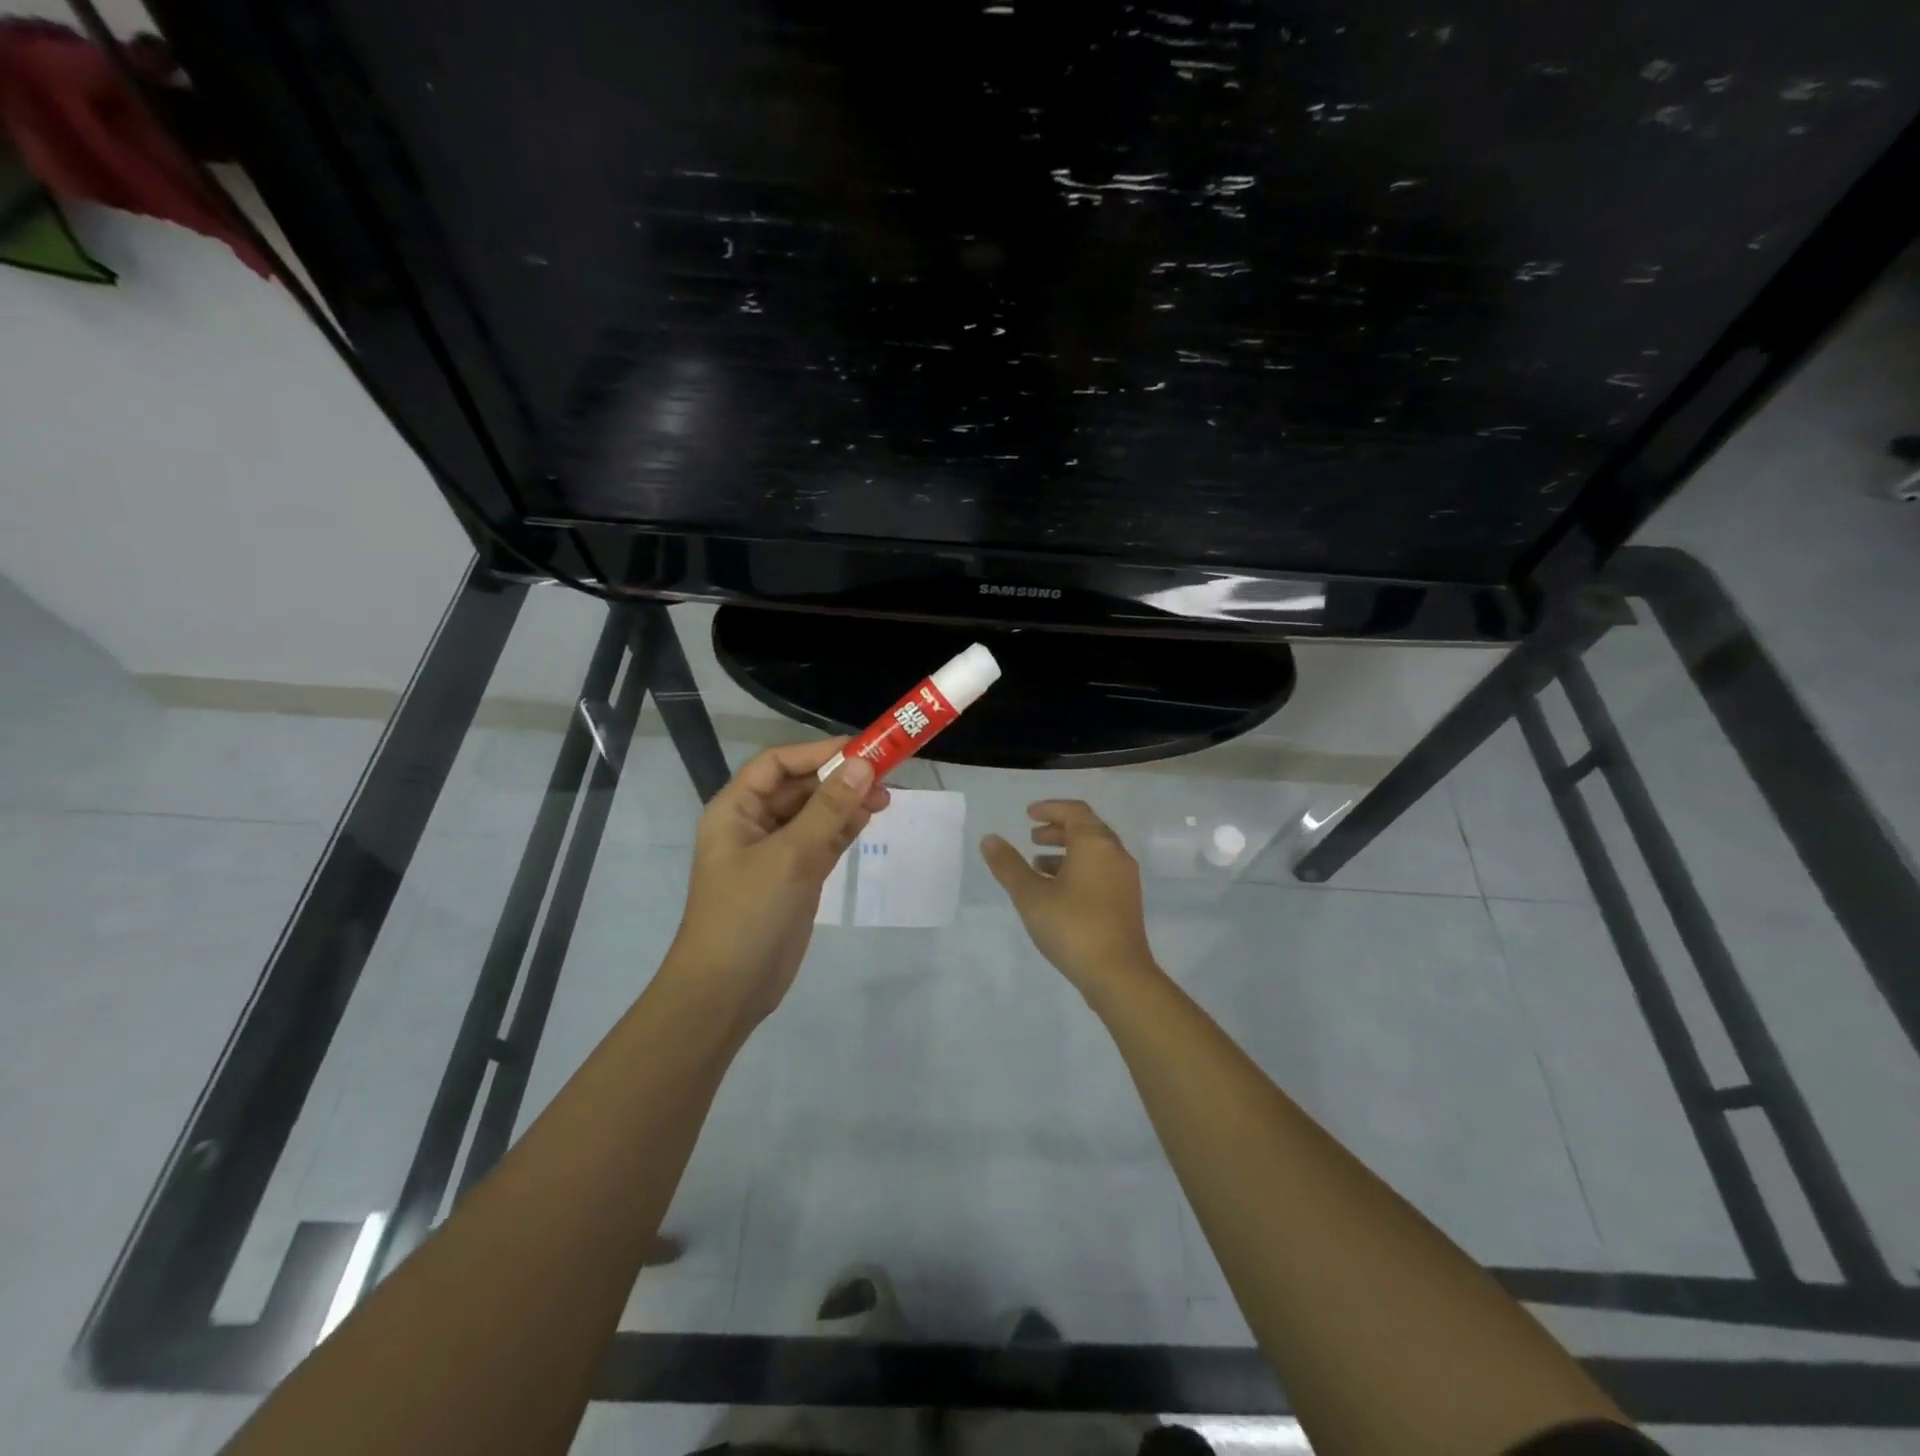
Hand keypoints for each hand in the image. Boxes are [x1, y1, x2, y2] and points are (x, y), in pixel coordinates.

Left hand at [666, 739, 888, 1023]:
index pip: (777, 764)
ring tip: (885, 800)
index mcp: (735, 810)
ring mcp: (774, 853)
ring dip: (846, 803)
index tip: (862, 751)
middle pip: (799, 787)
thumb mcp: (790, 856)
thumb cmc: (748, 914)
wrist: (727, 991)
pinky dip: (844, 829)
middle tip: (884, 779)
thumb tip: (863, 765)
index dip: (817, 752)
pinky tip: (868, 820)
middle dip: (838, 779)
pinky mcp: (794, 878)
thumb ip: (828, 809)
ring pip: (814, 814)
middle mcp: (753, 824)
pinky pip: (821, 842)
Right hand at [980, 800, 1160, 999]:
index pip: (1074, 811)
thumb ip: (1008, 865)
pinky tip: (1057, 891)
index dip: (1050, 808)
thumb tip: (989, 839)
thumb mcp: (1030, 895)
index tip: (1028, 814)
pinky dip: (1078, 869)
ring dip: (1067, 852)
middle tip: (1032, 837)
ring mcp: (1125, 879)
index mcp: (1095, 843)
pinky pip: (1101, 871)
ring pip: (1094, 852)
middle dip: (1058, 829)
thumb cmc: (1072, 926)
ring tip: (1038, 864)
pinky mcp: (1127, 901)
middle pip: (1087, 829)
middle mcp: (1116, 854)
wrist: (1118, 974)